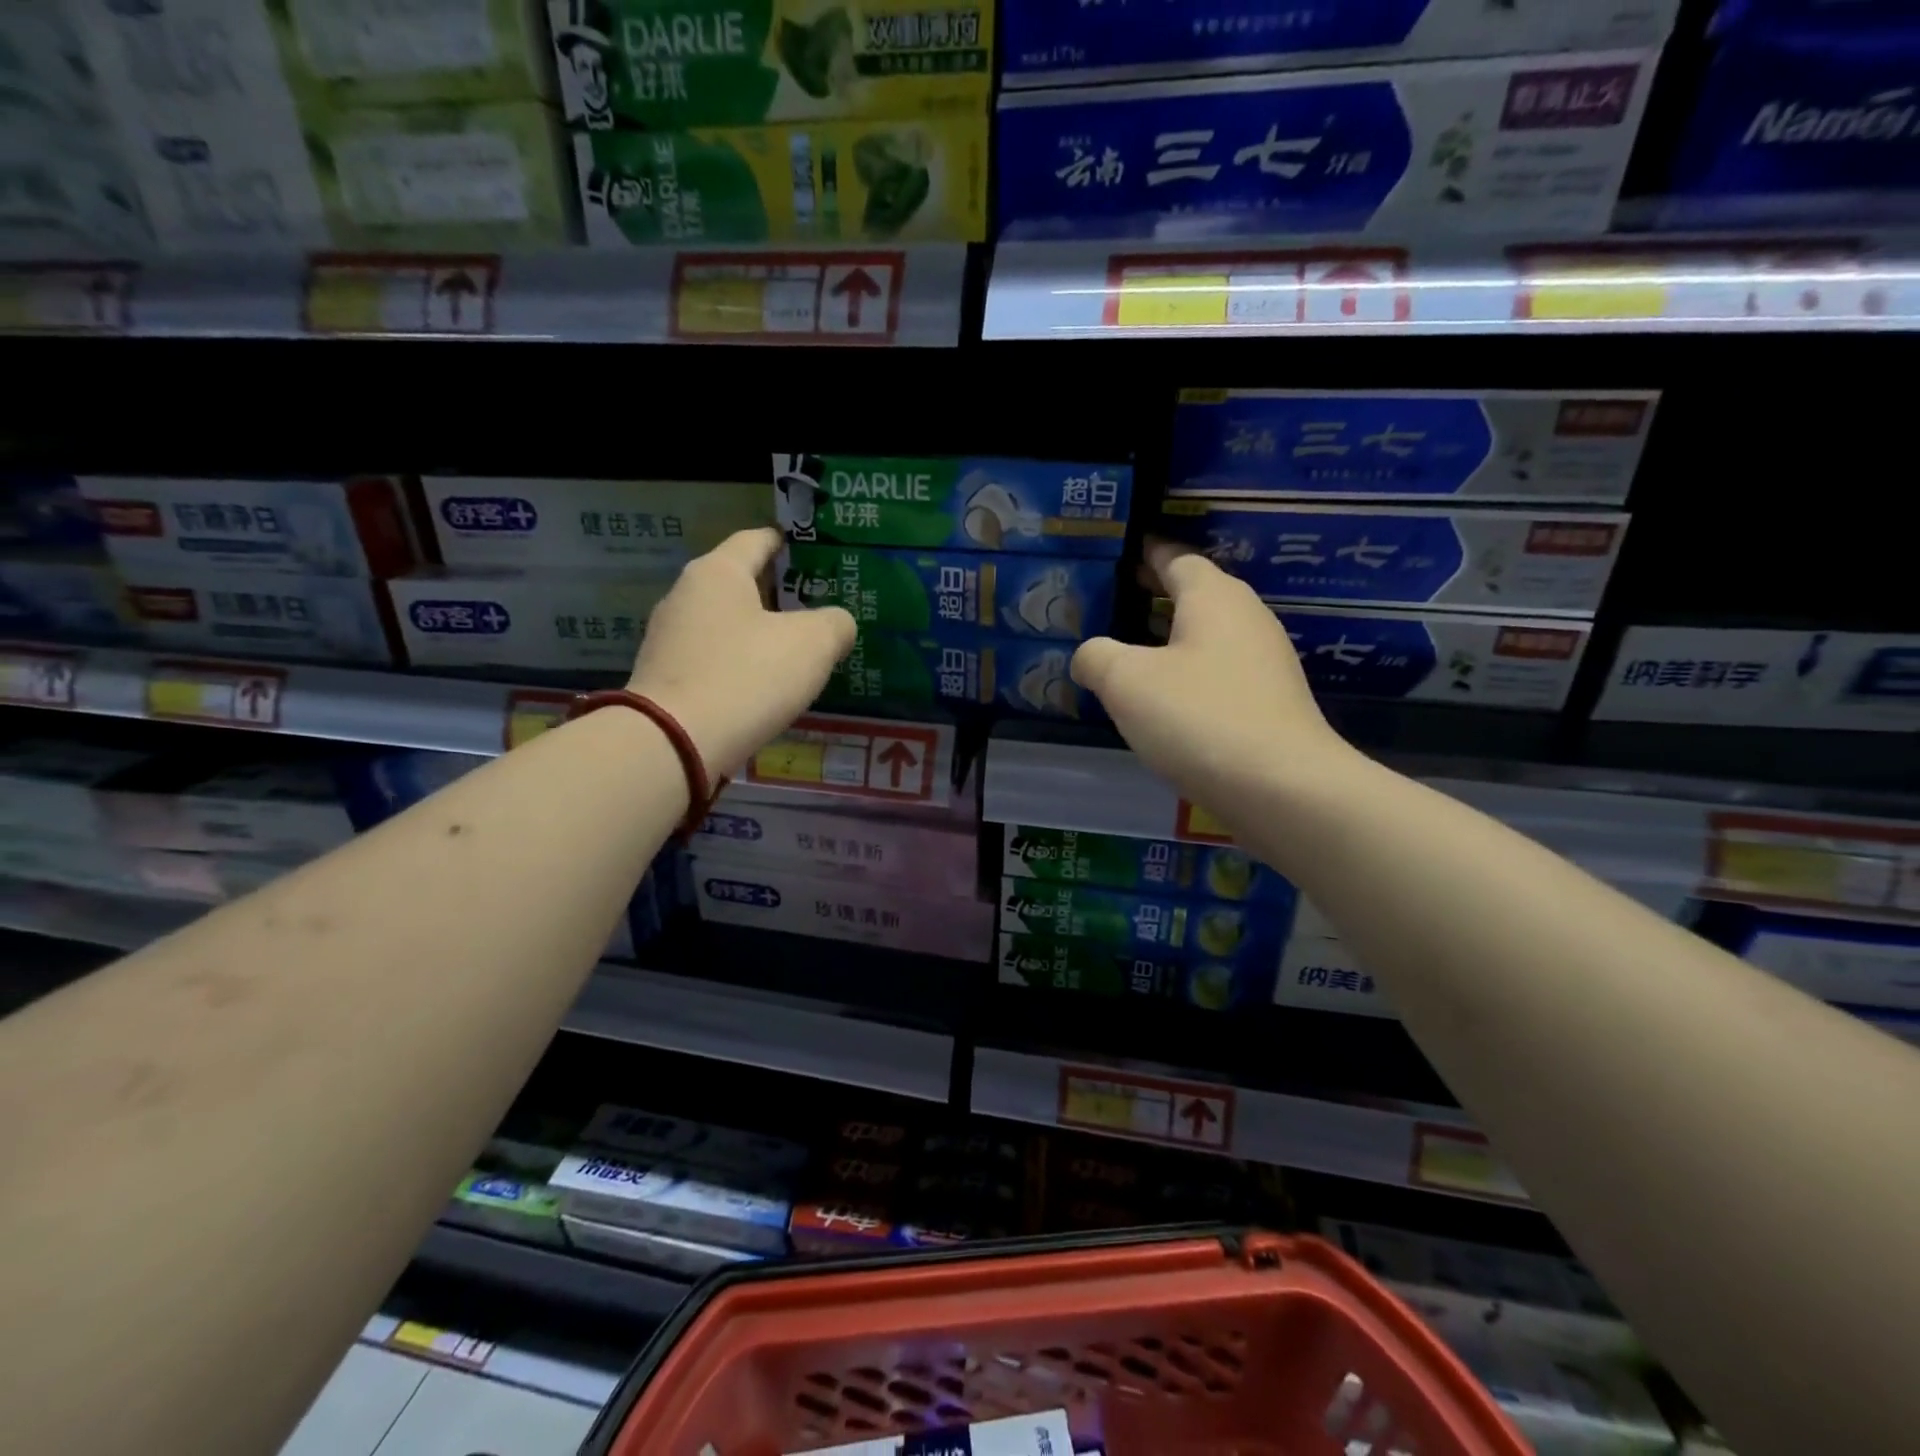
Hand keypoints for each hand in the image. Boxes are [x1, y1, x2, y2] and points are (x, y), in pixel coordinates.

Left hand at [629, 528, 854, 778]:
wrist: (673, 744)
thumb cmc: (746, 677)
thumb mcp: (813, 645)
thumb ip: (835, 624)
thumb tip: (837, 624)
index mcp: (718, 572)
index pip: (756, 540)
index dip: (787, 543)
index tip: (811, 552)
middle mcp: (685, 596)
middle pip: (738, 583)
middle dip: (776, 594)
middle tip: (814, 609)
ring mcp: (668, 640)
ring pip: (725, 625)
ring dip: (757, 633)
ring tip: (794, 652)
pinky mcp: (664, 679)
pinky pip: (712, 660)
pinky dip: (738, 665)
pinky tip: (761, 687)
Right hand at [1071, 541, 1356, 815]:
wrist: (1282, 788)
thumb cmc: (1199, 717)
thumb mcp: (1126, 682)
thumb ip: (1096, 657)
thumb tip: (1089, 655)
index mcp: (1213, 596)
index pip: (1176, 557)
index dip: (1146, 553)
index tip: (1121, 553)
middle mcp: (1246, 618)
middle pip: (1196, 593)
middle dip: (1156, 594)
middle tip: (1114, 601)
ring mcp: (1265, 662)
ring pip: (1208, 636)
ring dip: (1171, 638)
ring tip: (1130, 652)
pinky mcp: (1270, 703)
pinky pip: (1219, 672)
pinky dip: (1188, 674)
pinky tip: (1164, 700)